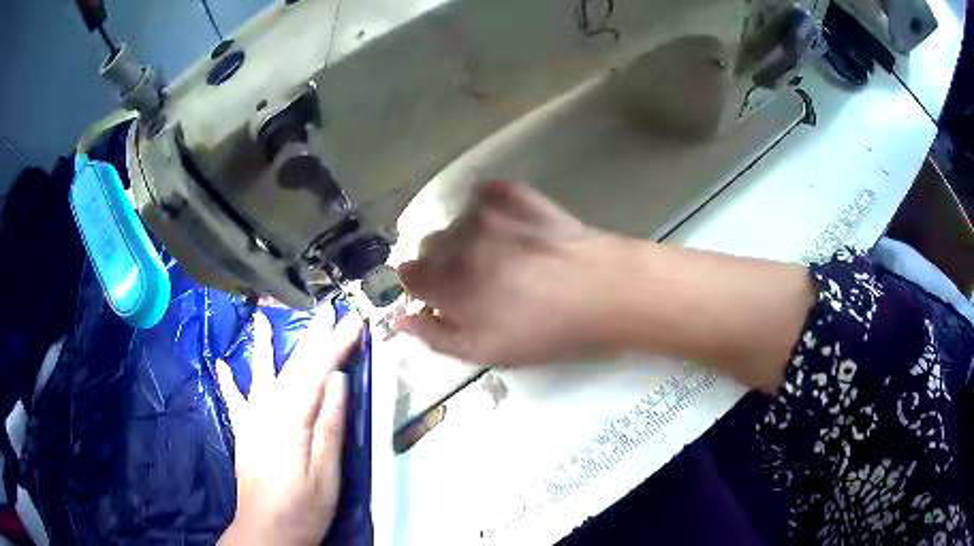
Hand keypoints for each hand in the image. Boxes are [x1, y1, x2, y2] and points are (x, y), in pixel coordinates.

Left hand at [217, 311, 363, 545]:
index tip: (354, 321)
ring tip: (262, 318)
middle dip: (312, 337)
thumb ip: (329, 427)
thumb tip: (337, 382)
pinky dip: (228, 381)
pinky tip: (220, 364)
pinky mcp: (243, 433)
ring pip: (262, 375)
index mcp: (293, 421)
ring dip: (264, 346)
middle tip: (328, 311)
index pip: (318, 374)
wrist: (264, 532)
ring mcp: (252, 421)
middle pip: (293, 367)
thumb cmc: (302, 508)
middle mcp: (269, 412)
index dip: (337, 345)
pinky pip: (234, 400)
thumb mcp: (326, 474)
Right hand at [396, 180, 626, 365]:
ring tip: (503, 254)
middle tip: (480, 280)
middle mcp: (455, 239)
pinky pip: (484, 194)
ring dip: (466, 237)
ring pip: (455, 221)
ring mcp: (485, 211)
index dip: (423, 288)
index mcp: (445, 281)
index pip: (407, 275)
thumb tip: (401, 318)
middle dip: (443, 263)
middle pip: (428, 246)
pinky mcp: (513, 192)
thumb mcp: (485, 351)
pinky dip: (489, 208)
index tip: (445, 298)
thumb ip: (435, 336)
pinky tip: (513, 225)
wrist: (603, 291)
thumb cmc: (545, 331)